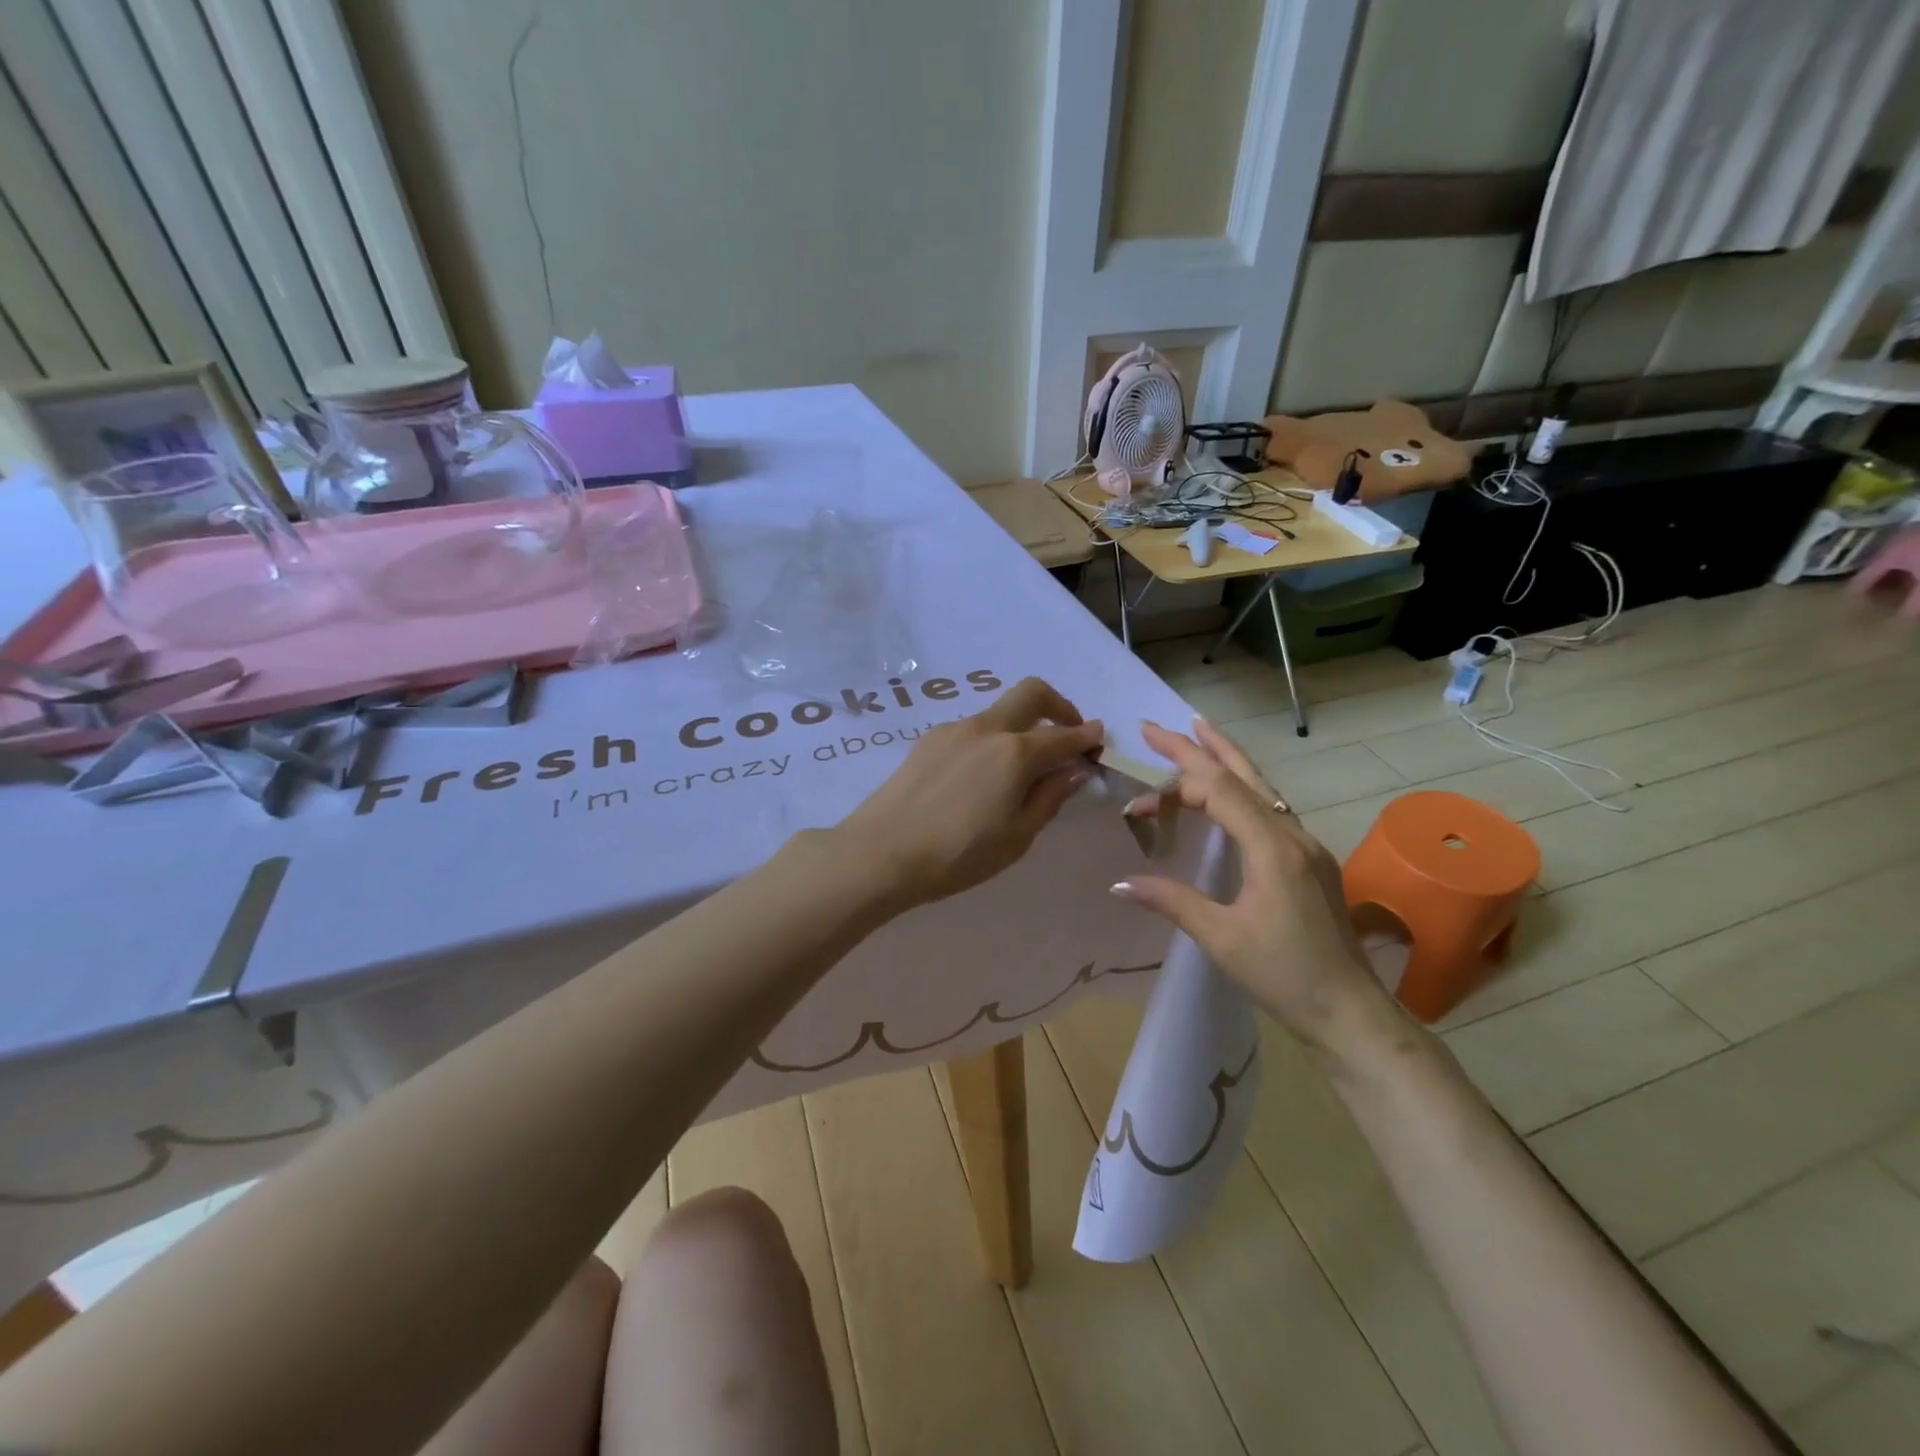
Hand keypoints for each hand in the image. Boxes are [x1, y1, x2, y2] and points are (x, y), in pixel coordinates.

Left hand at [834, 677, 1102, 909]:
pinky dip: (991, 740)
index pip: (1063, 735)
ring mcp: (953, 730)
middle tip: (1067, 735)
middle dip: (1059, 706)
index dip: (1087, 737)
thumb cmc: (958, 855)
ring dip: (1021, 726)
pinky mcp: (928, 740)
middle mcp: (985, 728)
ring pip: (999, 712)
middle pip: (1031, 693)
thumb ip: (1050, 798)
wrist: (881, 853)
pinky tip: (981, 777)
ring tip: (1020, 769)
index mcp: (1014, 752)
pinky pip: (972, 729)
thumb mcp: (1017, 837)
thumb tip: (1073, 770)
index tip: (1099, 741)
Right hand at [1112, 718, 1393, 1049]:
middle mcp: (1292, 834)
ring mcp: (1306, 846)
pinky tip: (1231, 792)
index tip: (1135, 804)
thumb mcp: (1221, 938)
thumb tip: (1119, 882)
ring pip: (1262, 787)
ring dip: (1226, 759)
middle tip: (1158, 726)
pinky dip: (1242, 788)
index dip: (1172, 789)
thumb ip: (1171, 901)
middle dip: (1199, 746)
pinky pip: (1270, 808)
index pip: (1218, 792)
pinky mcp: (1310, 861)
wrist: (1351, 1012)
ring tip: (1198, 733)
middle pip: (1242, 775)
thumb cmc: (1285, 975)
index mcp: (1272, 847)